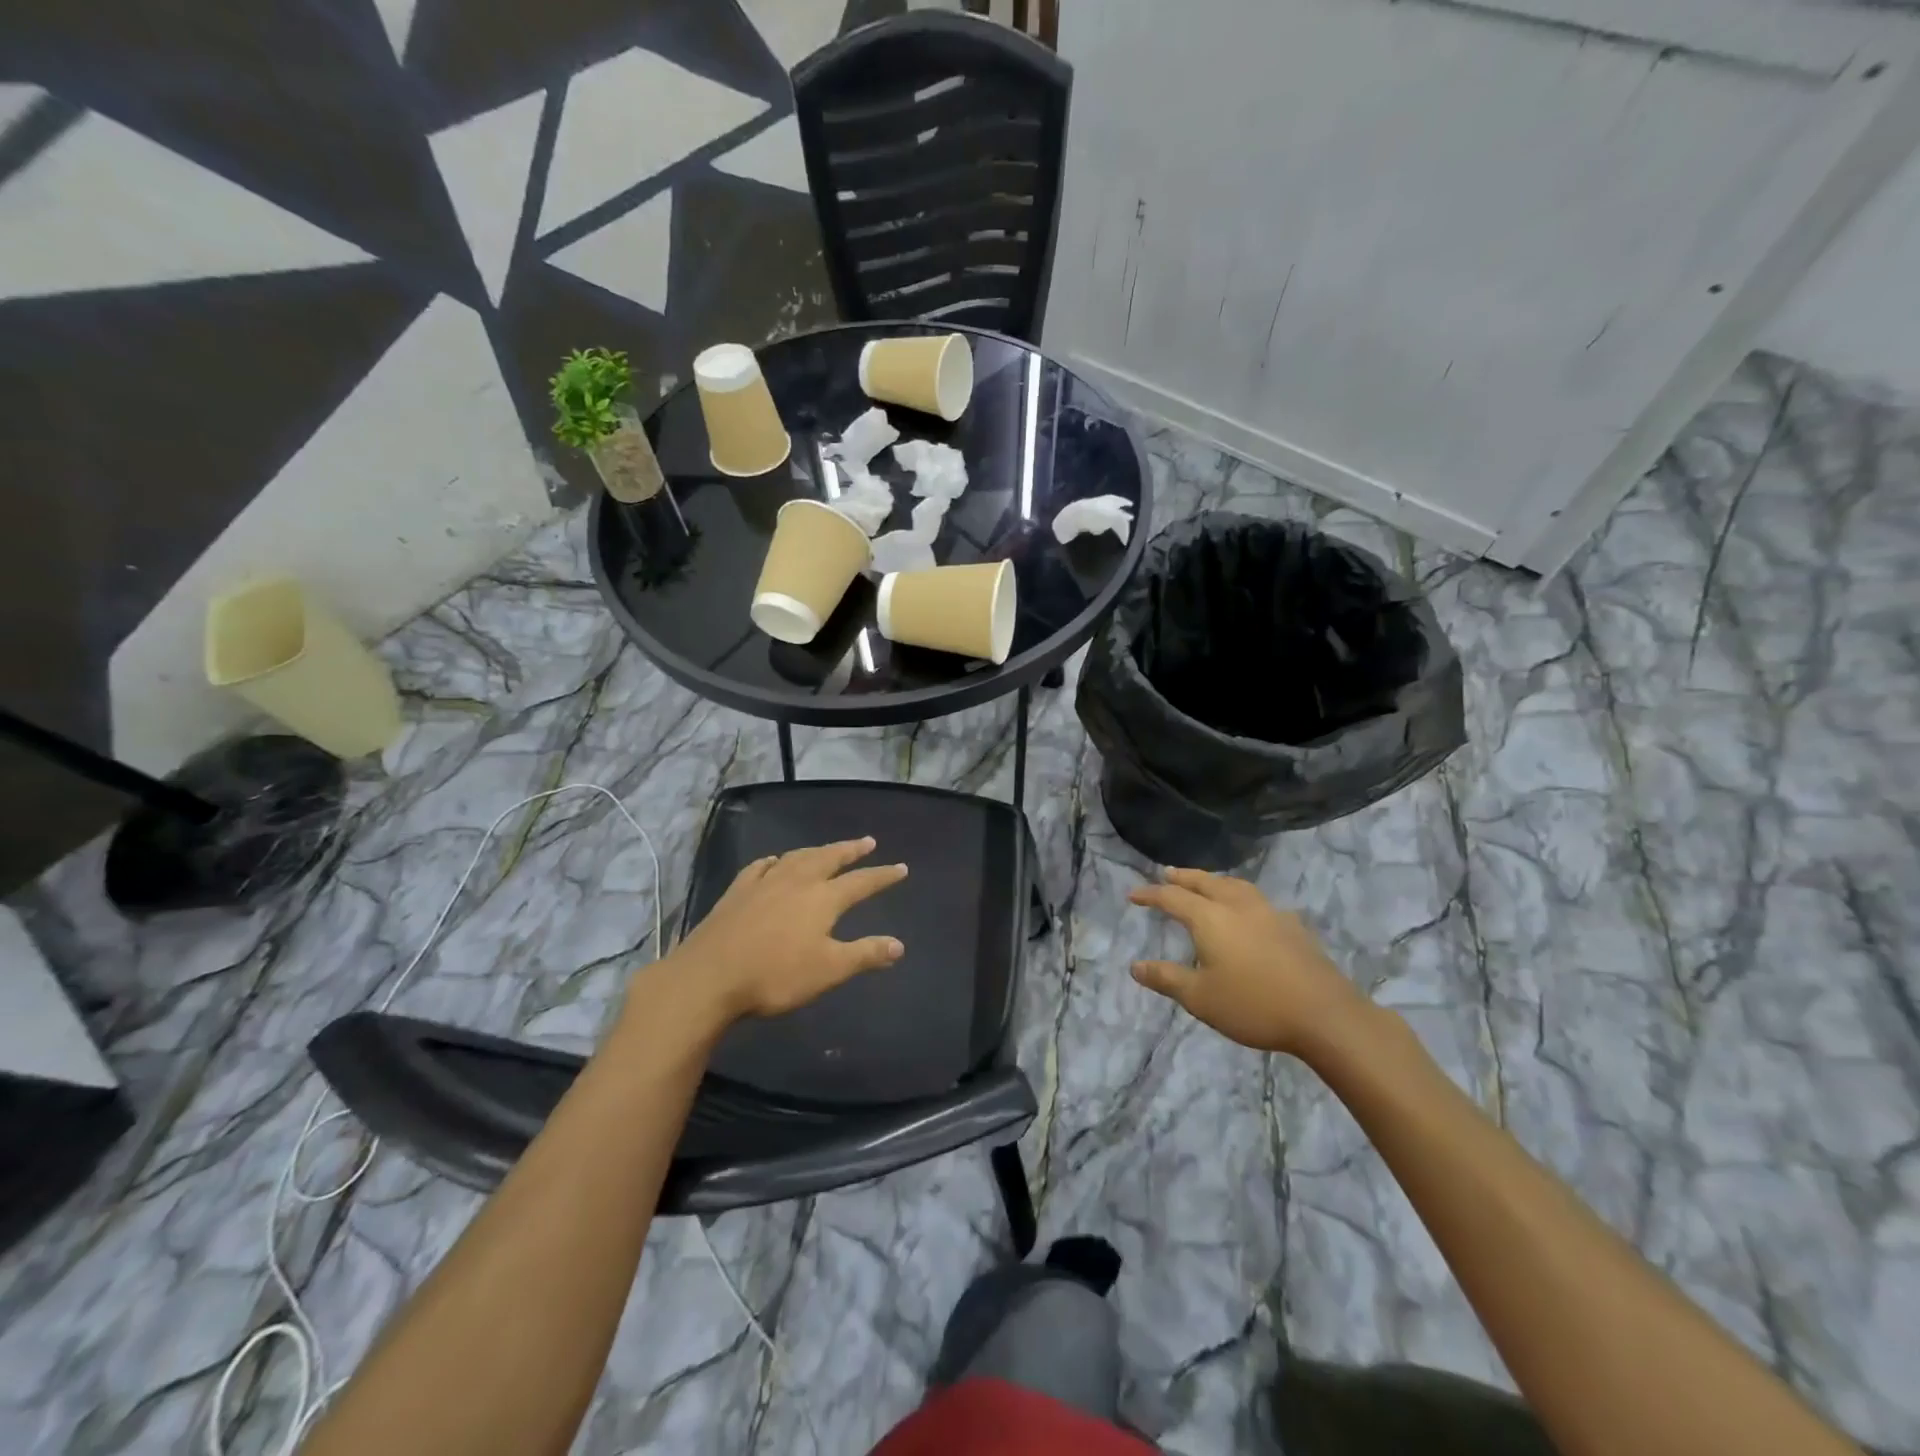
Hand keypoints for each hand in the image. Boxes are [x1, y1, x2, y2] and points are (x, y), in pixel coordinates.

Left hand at [666, 837, 907, 1020]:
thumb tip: (899, 945)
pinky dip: (775, 861)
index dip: (882, 876)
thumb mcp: (828, 970)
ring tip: (827, 848)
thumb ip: (865, 954)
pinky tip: (774, 862)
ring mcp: (764, 883)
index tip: (901, 868)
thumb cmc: (775, 975)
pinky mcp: (737, 892)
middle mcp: (796, 882)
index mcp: (823, 899)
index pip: (861, 882)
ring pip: (797, 857)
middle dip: (850, 850)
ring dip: (817, 850)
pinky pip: (761, 867)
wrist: (709, 976)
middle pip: (829, 858)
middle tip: (867, 841)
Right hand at [1128, 868, 1366, 1057]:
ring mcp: (1269, 913)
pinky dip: (1241, 896)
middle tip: (1167, 873)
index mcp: (1210, 919)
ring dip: (1214, 881)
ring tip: (1206, 883)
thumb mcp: (1200, 998)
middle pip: (1205, 882)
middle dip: (1183, 877)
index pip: (1173, 898)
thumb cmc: (1254, 1005)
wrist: (1325, 1015)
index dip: (1151, 895)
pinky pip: (1257, 900)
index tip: (1133, 895)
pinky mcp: (1292, 926)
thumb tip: (1135, 967)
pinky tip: (1248, 911)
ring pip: (1235, 886)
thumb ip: (1167, 979)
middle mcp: (1238, 906)